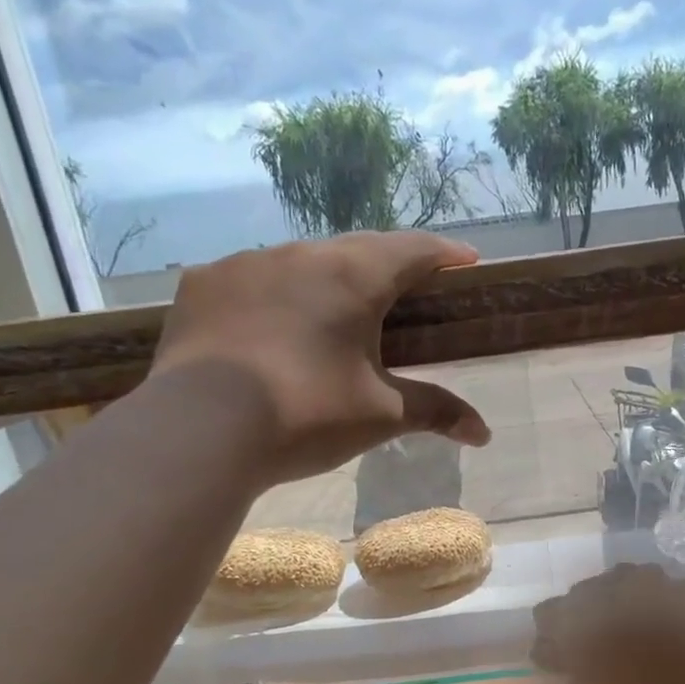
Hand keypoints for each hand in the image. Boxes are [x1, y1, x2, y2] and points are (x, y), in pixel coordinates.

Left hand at [152, 231, 490, 485]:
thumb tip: (484, 433)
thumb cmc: (308, 414)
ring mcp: (244, 263)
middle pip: (357, 250)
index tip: (466, 263)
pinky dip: (272, 298)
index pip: (413, 250)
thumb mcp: (381, 416)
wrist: (203, 428)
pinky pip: (250, 281)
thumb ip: (435, 412)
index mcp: (353, 276)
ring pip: (300, 263)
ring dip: (325, 282)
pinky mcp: (201, 286)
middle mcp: (299, 253)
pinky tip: (270, 330)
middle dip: (386, 268)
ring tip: (332, 318)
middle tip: (403, 294)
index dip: (445, 256)